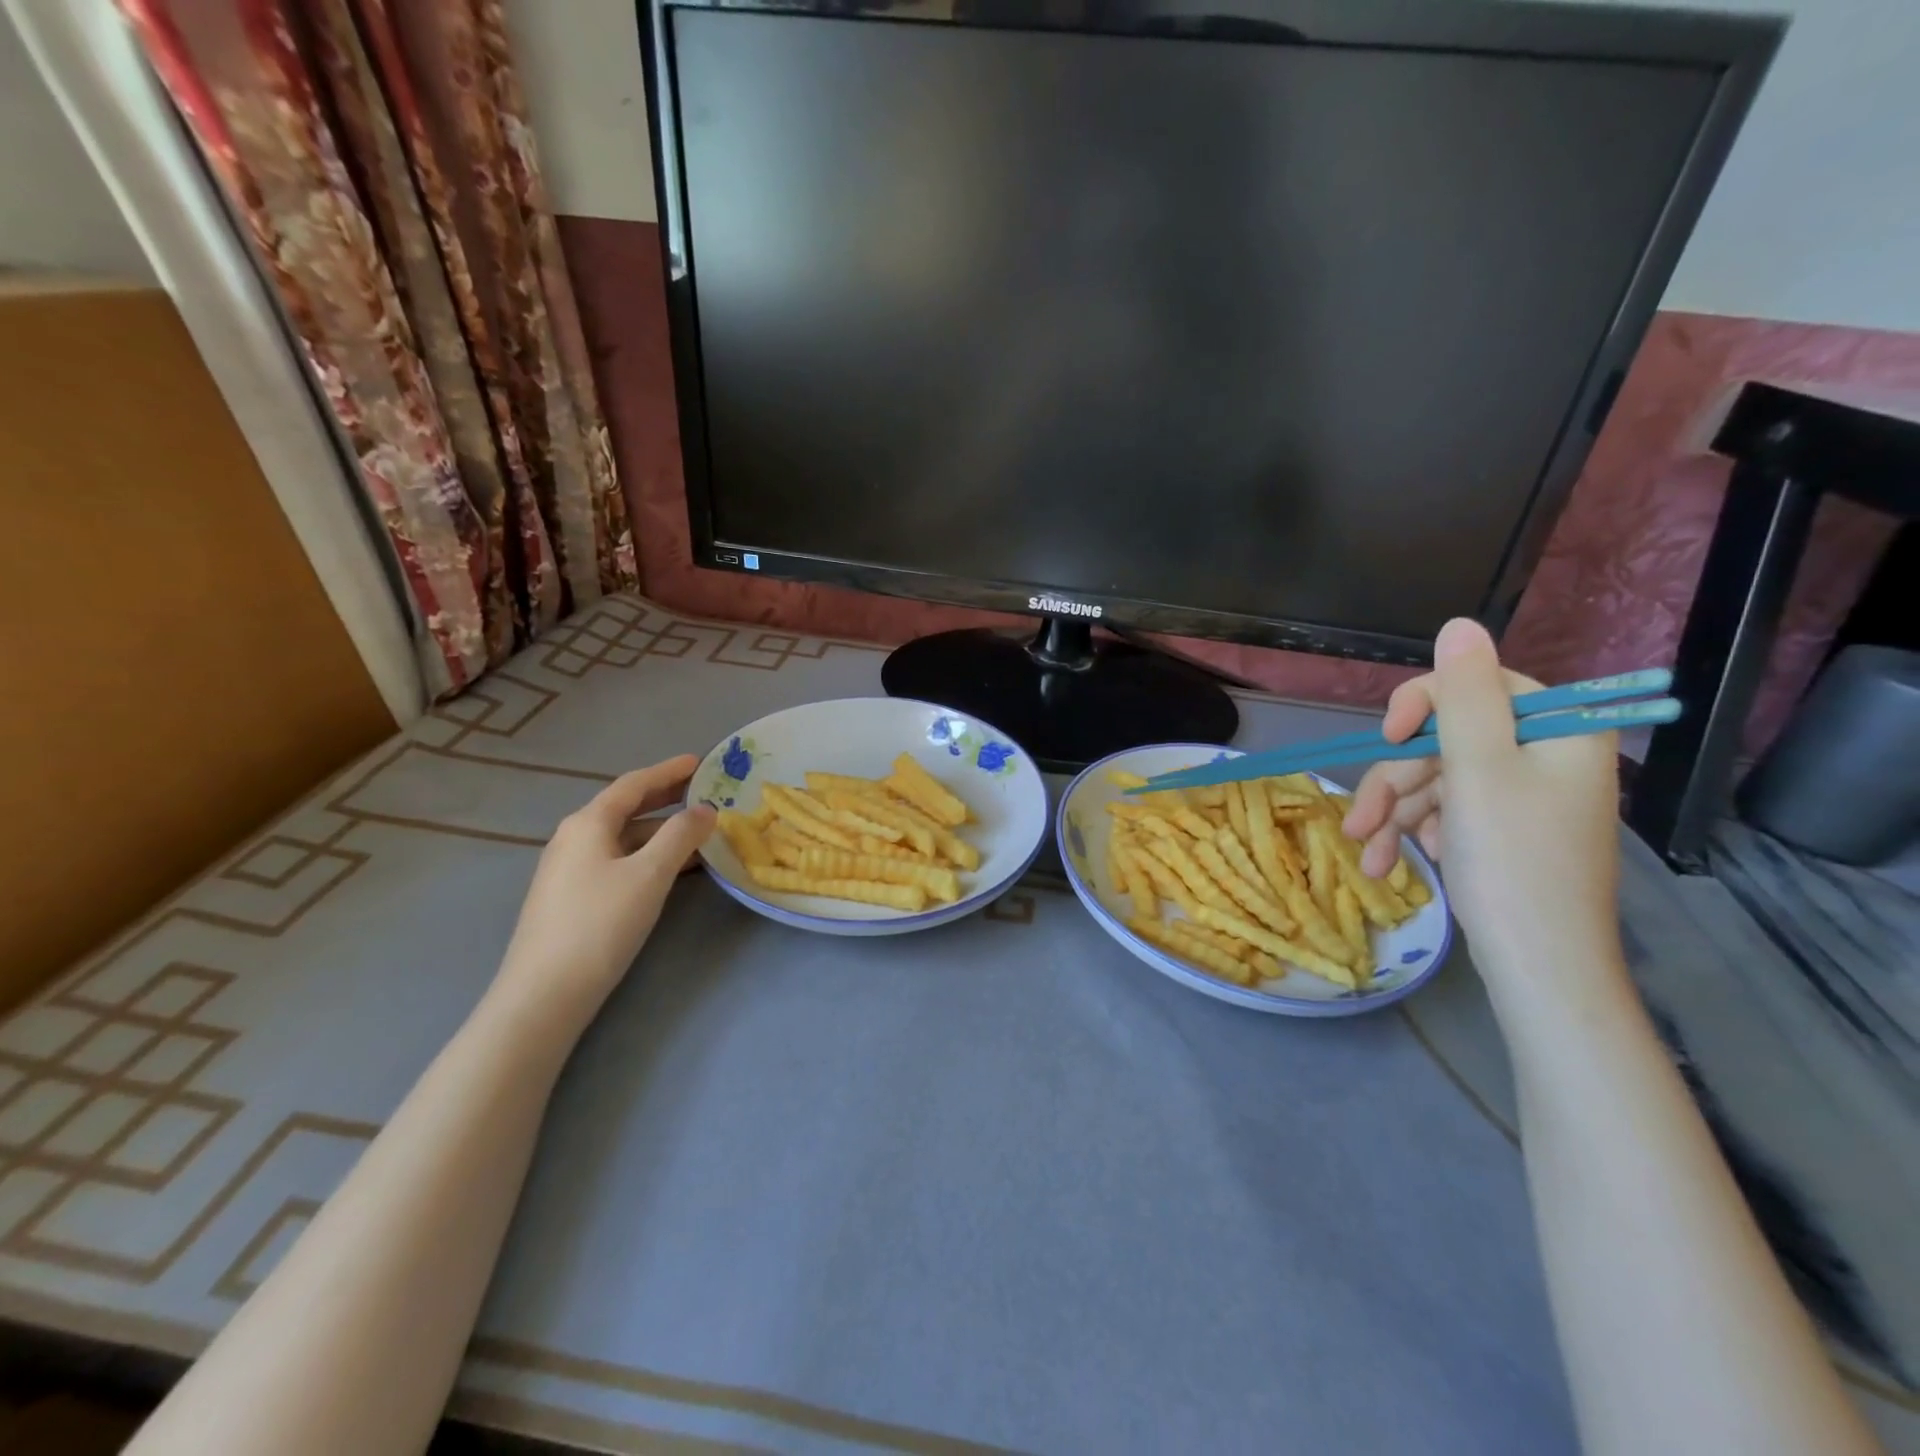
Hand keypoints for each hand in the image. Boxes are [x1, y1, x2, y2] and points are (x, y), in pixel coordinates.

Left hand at [494, 755, 715, 1020]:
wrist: (544, 994)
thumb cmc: (600, 924)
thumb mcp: (650, 875)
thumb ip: (681, 836)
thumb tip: (705, 809)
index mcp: (588, 823)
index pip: (633, 784)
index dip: (669, 771)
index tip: (700, 762)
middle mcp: (574, 838)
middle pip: (625, 807)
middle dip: (665, 797)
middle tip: (703, 790)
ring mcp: (569, 869)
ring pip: (623, 837)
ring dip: (660, 830)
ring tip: (697, 832)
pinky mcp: (571, 897)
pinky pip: (617, 860)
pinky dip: (647, 854)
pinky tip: (670, 869)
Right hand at [1341, 619, 1623, 987]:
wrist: (1539, 968)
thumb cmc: (1513, 863)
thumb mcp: (1479, 770)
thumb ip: (1464, 696)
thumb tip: (1460, 623)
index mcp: (1557, 731)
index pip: (1478, 685)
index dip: (1423, 705)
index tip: (1389, 737)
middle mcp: (1543, 756)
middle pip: (1446, 740)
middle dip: (1395, 781)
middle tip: (1359, 822)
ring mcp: (1522, 797)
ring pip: (1436, 780)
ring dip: (1392, 814)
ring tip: (1364, 854)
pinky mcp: (1501, 830)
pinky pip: (1445, 812)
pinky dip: (1413, 833)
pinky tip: (1391, 863)